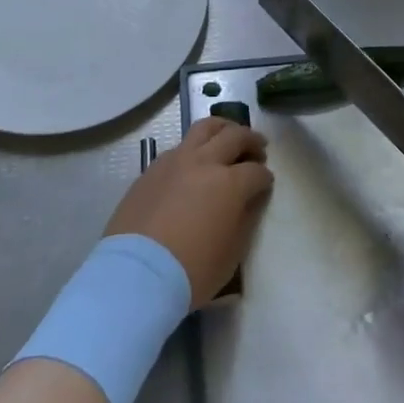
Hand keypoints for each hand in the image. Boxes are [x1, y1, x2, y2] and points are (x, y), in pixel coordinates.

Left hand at [106, 118, 272, 307]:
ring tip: (229, 135)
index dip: (265, 178)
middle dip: (252, 141)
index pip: (256, 172)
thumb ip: (246, 219)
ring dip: (223, 128)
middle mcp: (204, 162)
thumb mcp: (232, 253)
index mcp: (229, 183)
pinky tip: (195, 161)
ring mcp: (175, 160)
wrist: (136, 274)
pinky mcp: (152, 168)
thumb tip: (250, 200)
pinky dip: (195, 147)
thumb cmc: (192, 271)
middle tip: (259, 148)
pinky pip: (180, 146)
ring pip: (204, 128)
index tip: (266, 184)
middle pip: (235, 136)